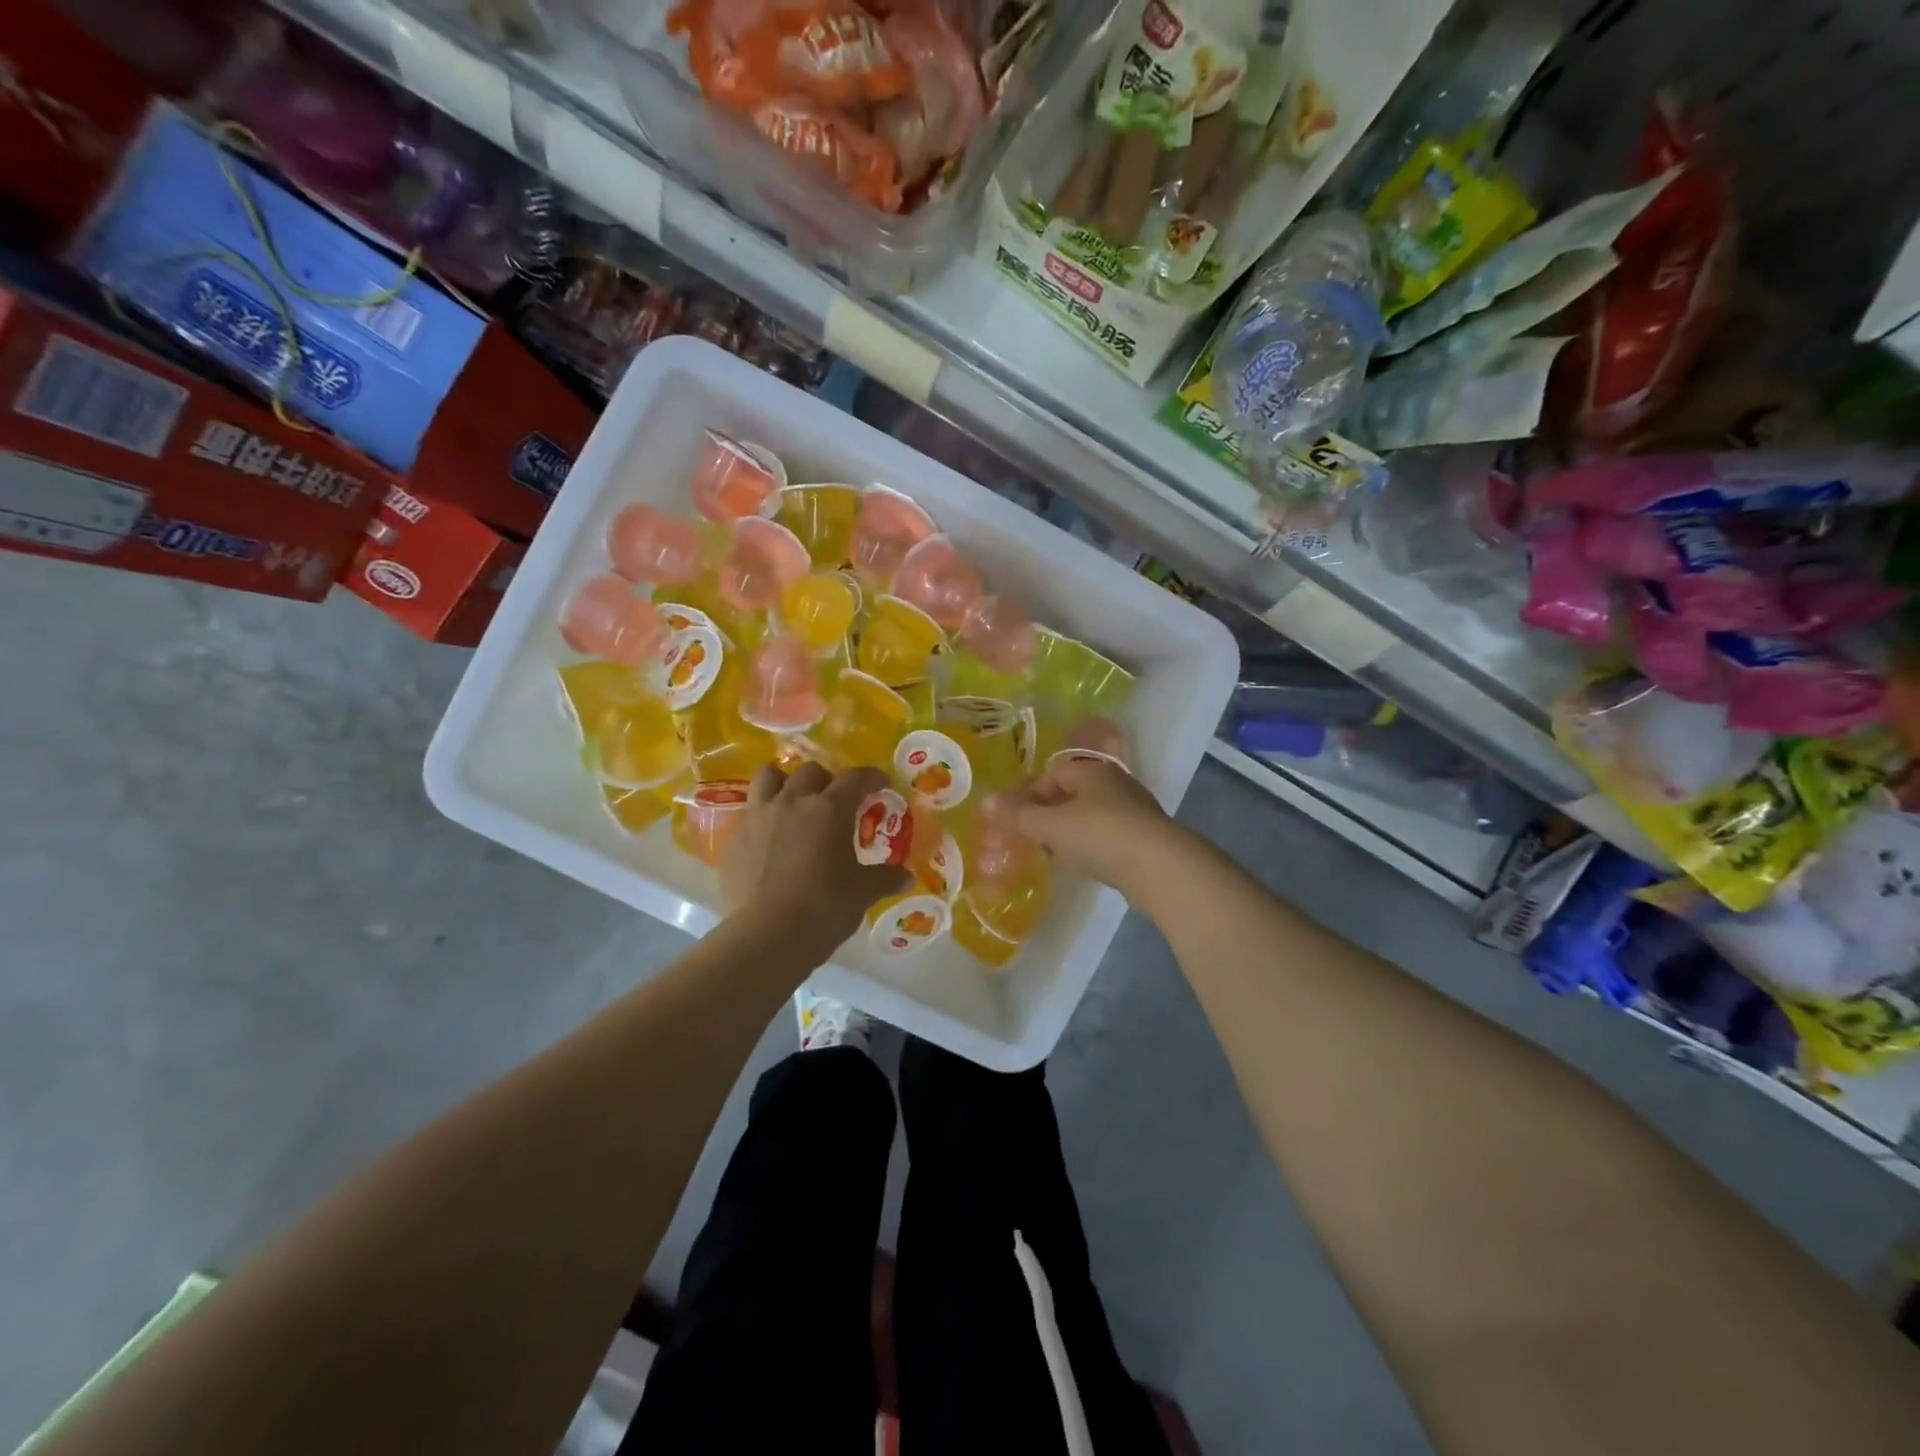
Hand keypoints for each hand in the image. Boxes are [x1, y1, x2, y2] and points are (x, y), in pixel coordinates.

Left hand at [721, 762, 909, 952]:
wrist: (767, 935)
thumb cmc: (825, 907)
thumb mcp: (863, 892)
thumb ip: (885, 879)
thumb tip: (906, 878)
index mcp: (829, 809)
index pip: (855, 778)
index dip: (871, 777)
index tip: (880, 784)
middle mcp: (792, 802)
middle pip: (810, 772)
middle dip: (827, 780)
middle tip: (836, 800)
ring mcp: (758, 817)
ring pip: (769, 778)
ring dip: (786, 782)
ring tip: (794, 801)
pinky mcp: (734, 839)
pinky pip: (750, 813)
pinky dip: (763, 816)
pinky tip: (770, 837)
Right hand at [1014, 756, 1188, 902]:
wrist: (1160, 866)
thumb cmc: (1099, 835)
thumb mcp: (1051, 826)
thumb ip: (1018, 815)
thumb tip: (984, 801)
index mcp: (1092, 771)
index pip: (1052, 775)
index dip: (1028, 796)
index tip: (1013, 820)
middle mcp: (1114, 783)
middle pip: (1071, 794)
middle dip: (1047, 815)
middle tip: (1029, 838)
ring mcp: (1133, 810)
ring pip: (1089, 816)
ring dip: (1068, 832)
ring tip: (1052, 854)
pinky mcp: (1144, 838)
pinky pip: (1106, 836)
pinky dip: (1090, 847)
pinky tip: (1083, 865)